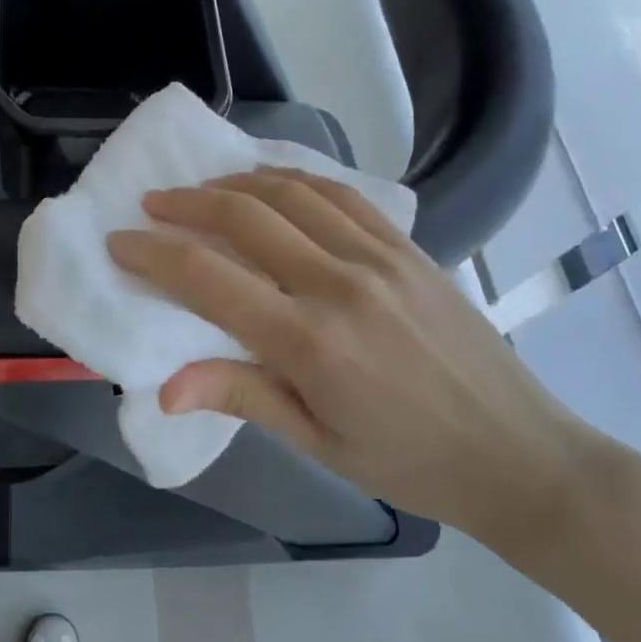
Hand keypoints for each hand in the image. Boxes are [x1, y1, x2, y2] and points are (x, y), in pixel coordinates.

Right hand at [107, 167, 607, 553]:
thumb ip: (241, 395)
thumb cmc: (409, 462)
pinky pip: (341, 194)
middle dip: (187, 204)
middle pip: (245, 217)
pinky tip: (273, 184)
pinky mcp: (408, 248)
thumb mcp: (317, 442)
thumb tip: (164, 387)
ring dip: (236, 183)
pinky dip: (296, 179)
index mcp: (309, 341)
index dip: (154, 255)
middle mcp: (339, 283)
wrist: (520, 454)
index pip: (208, 278)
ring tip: (204, 190)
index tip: (120, 242)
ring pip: (291, 192)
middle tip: (153, 205)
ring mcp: (379, 256)